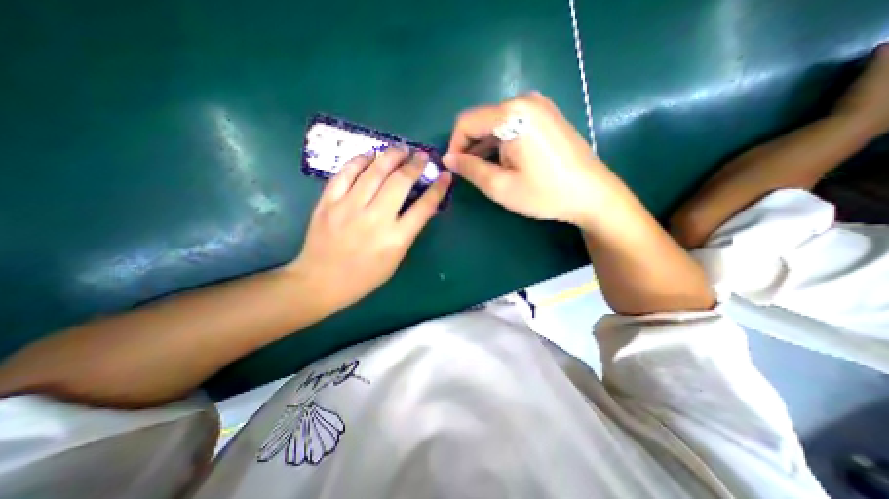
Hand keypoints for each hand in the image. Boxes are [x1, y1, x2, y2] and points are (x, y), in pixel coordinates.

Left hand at [289, 145, 451, 311]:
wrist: (320, 282)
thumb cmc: (364, 276)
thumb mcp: (395, 259)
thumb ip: (408, 231)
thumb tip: (420, 204)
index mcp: (395, 239)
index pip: (424, 207)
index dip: (438, 188)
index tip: (445, 176)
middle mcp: (375, 219)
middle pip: (400, 182)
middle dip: (415, 165)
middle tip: (421, 156)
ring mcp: (348, 208)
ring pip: (374, 171)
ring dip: (391, 155)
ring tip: (401, 149)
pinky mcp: (328, 202)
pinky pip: (346, 172)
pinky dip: (361, 160)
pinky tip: (371, 155)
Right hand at [443, 91, 620, 228]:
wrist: (592, 194)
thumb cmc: (544, 193)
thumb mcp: (500, 186)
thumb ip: (470, 169)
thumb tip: (448, 159)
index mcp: (512, 114)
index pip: (466, 122)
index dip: (455, 145)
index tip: (456, 168)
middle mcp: (524, 100)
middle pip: (482, 121)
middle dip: (470, 147)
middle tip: (470, 173)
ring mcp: (539, 105)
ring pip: (496, 123)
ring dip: (485, 146)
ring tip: (487, 171)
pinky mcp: (546, 115)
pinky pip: (512, 124)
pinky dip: (501, 142)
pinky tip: (505, 161)